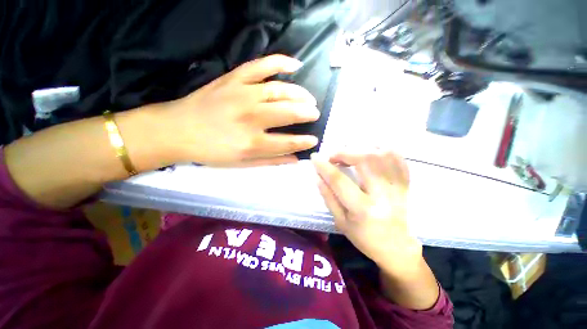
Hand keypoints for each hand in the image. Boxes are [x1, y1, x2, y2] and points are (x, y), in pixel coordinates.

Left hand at [161, 55, 319, 166]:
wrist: (178, 129)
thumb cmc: (211, 151)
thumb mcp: (242, 164)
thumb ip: (271, 161)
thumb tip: (295, 160)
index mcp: (251, 142)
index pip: (288, 142)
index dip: (304, 142)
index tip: (314, 140)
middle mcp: (251, 117)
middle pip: (288, 112)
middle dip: (307, 113)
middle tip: (315, 113)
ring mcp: (243, 94)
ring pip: (280, 90)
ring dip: (300, 94)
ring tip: (309, 99)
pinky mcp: (234, 79)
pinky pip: (261, 66)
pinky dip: (280, 62)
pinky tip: (295, 65)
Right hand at [311, 151, 422, 274]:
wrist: (397, 248)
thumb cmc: (365, 238)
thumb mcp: (340, 221)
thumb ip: (328, 197)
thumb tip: (318, 176)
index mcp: (362, 209)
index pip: (339, 181)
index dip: (324, 166)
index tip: (315, 157)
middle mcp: (383, 195)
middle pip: (365, 160)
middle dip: (344, 153)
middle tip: (334, 156)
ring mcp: (398, 188)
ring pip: (383, 155)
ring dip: (362, 148)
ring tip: (350, 153)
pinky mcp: (405, 185)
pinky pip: (398, 159)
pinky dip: (383, 150)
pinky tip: (371, 150)